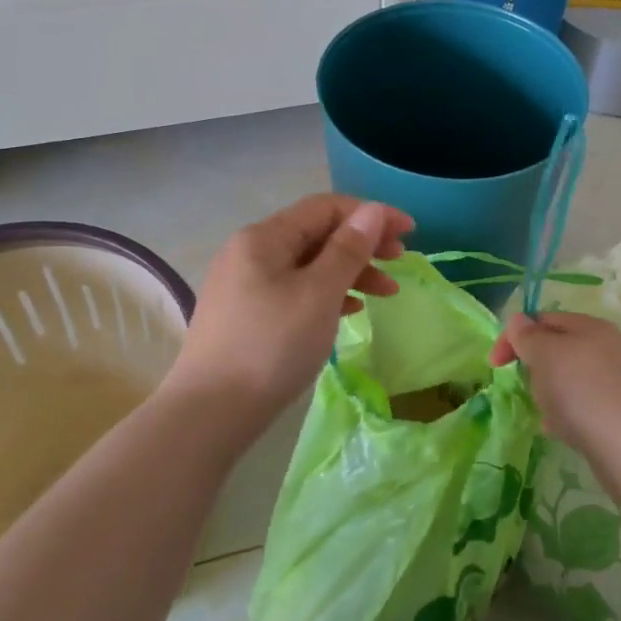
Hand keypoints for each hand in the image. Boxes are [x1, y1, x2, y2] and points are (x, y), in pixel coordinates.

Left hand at [166, 194, 413, 438]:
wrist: (210, 413)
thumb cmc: (272, 346)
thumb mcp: (319, 294)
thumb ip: (349, 249)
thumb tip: (372, 211)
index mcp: (265, 237)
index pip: (326, 207)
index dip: (371, 213)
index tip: (409, 231)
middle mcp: (250, 251)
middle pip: (317, 233)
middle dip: (363, 243)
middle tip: (400, 261)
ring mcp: (245, 284)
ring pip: (309, 264)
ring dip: (351, 272)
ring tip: (386, 292)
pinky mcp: (246, 314)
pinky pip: (296, 290)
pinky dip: (328, 293)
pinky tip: (351, 310)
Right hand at [488, 311, 620, 459]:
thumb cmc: (580, 391)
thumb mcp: (544, 354)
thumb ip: (527, 335)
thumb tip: (519, 321)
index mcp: (590, 326)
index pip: (542, 319)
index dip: (514, 337)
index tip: (495, 365)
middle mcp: (607, 347)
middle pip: (557, 349)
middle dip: (534, 367)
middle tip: (526, 386)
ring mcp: (616, 380)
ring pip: (567, 378)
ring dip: (548, 392)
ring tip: (545, 412)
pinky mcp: (619, 410)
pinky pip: (581, 404)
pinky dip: (566, 413)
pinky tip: (561, 430)